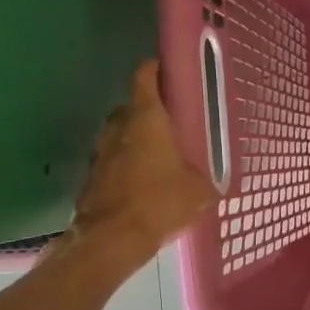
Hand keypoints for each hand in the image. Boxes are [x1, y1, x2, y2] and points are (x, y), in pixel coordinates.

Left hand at [69, 60, 216, 263]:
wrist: (111, 239)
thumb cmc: (159, 203)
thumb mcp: (200, 192)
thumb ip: (209, 178)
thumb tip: (216, 181)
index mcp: (146, 118)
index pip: (145, 75)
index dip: (158, 69)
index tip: (173, 74)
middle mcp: (118, 126)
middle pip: (134, 106)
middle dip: (153, 111)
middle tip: (177, 124)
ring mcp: (100, 151)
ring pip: (123, 134)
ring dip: (139, 140)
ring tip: (163, 156)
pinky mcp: (93, 175)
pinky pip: (115, 160)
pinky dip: (128, 165)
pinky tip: (146, 183)